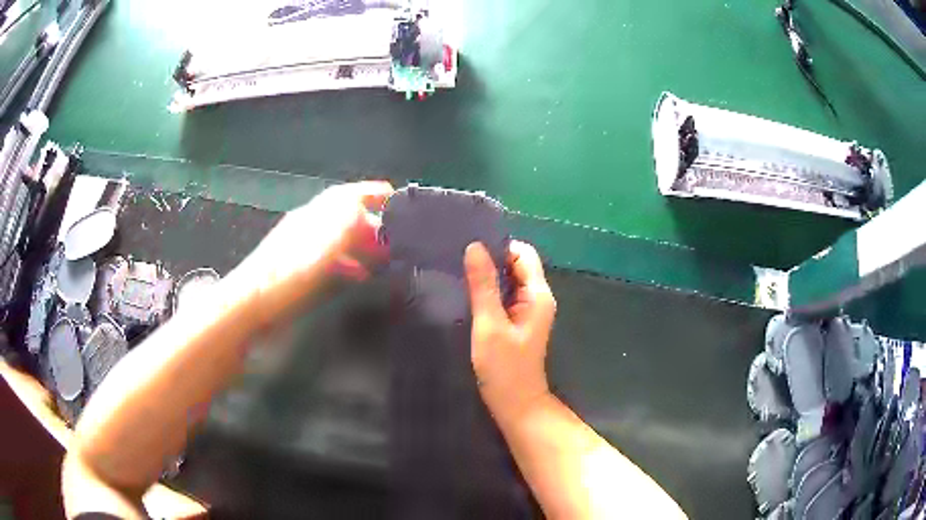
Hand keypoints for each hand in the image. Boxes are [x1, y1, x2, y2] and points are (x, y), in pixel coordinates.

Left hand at [238, 181, 393, 326]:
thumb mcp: (323, 244)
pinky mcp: (298, 271)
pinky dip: (349, 265)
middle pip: (345, 217)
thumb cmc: (289, 273)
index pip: (349, 194)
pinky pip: (330, 261)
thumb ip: (348, 224)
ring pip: (339, 240)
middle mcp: (309, 226)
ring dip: (362, 246)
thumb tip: (370, 213)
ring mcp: (302, 249)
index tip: (397, 199)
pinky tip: (357, 279)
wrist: (252, 304)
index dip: (373, 193)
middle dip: (373, 224)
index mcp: (315, 214)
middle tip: (396, 241)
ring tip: (384, 261)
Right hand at [464, 240, 556, 423]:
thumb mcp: (490, 325)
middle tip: (458, 260)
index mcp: (538, 295)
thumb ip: (483, 286)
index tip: (470, 249)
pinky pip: (504, 296)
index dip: (499, 247)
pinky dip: (488, 292)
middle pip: (516, 265)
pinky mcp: (517, 322)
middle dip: (491, 260)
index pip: (523, 253)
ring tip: (459, 274)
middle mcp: (537, 298)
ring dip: (488, 276)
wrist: (516, 405)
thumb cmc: (505, 368)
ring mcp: (528, 311)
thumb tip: (474, 247)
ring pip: (509, 280)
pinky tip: (467, 294)